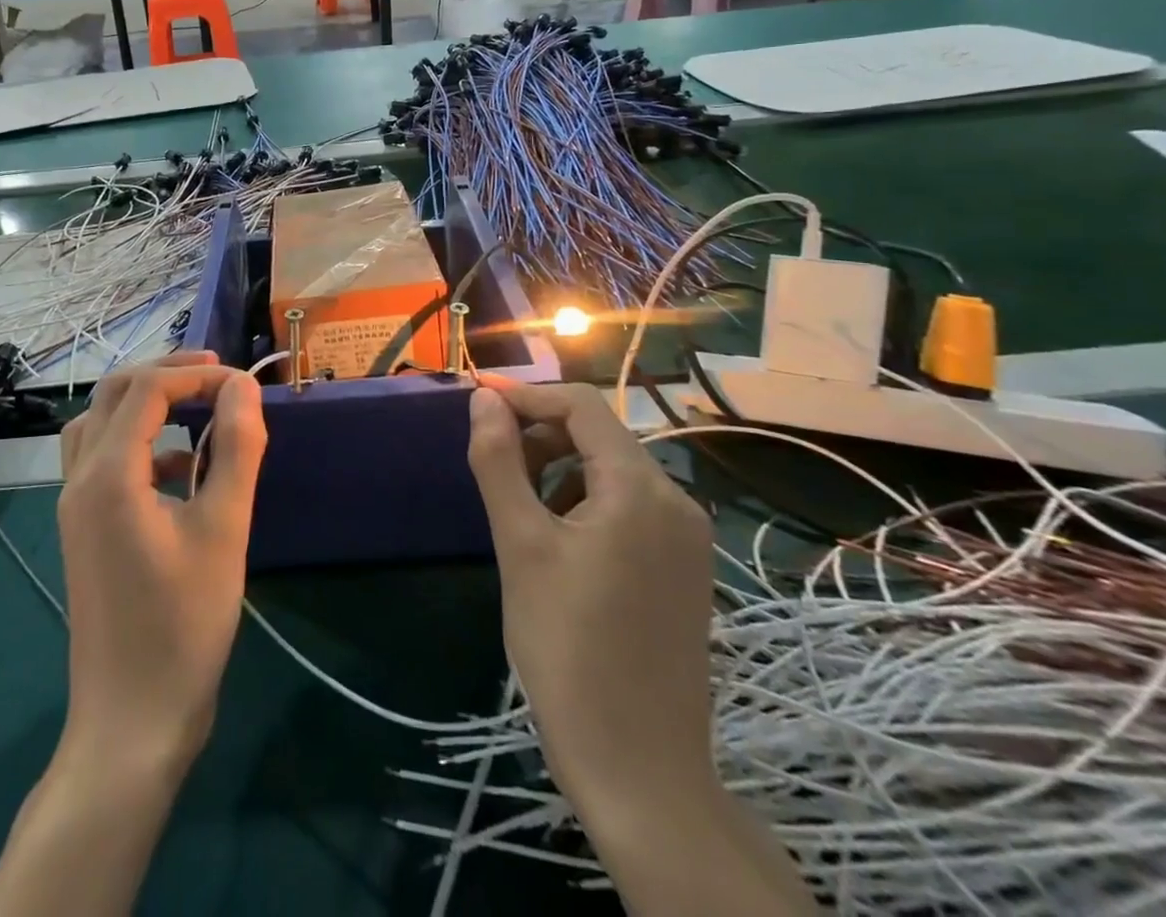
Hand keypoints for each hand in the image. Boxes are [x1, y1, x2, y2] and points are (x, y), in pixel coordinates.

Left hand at [56, 351, 267, 783]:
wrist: (132, 722)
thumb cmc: (183, 625)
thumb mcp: (224, 530)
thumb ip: (236, 449)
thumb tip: (243, 388)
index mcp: (108, 474)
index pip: (147, 390)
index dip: (196, 376)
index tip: (243, 385)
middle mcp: (80, 479)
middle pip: (112, 394)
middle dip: (165, 374)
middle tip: (217, 375)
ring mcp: (75, 506)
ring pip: (99, 423)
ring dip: (144, 403)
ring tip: (195, 405)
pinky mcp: (84, 529)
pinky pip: (102, 460)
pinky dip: (139, 443)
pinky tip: (182, 468)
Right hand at [467, 379, 715, 815]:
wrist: (639, 770)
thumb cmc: (568, 648)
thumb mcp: (520, 544)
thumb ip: (499, 461)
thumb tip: (483, 400)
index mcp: (641, 488)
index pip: (581, 406)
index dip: (527, 396)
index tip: (478, 403)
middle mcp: (675, 501)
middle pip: (600, 436)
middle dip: (541, 436)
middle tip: (494, 464)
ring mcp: (687, 539)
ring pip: (613, 472)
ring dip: (561, 470)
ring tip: (520, 509)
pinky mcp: (685, 570)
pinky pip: (630, 508)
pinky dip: (586, 503)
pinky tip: (558, 543)